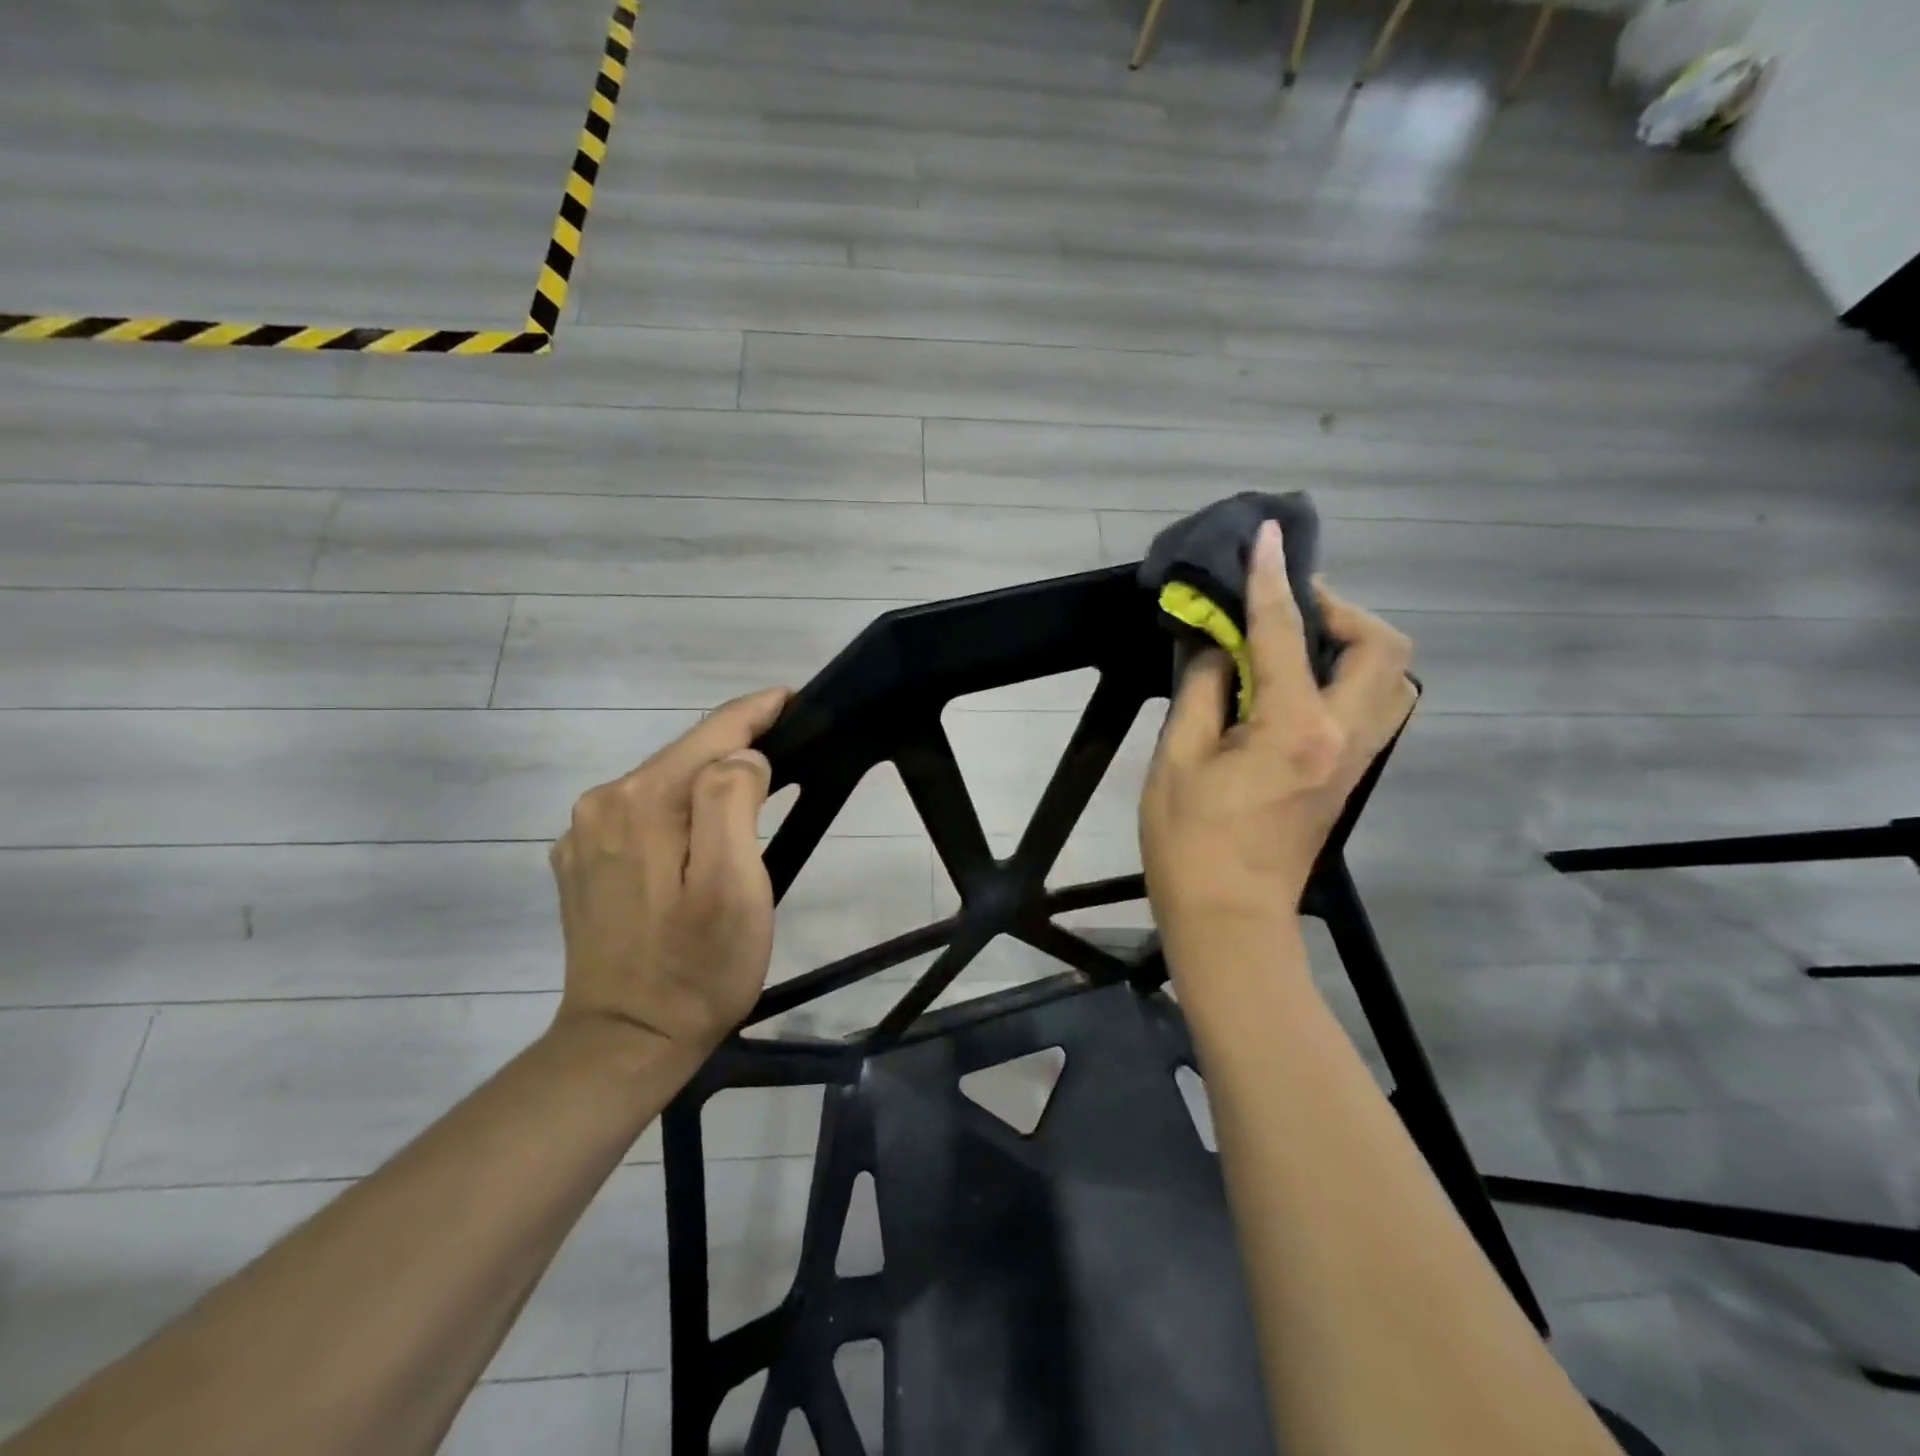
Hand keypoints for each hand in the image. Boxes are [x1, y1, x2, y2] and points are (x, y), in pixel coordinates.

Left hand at [549, 687, 790, 1057]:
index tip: (792, 698)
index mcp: (642, 801)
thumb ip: (734, 803)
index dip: (756, 711)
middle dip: (734, 746)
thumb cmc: (698, 966)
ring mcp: (584, 836)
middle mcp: (602, 804)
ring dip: (706, 781)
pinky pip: (640, 815)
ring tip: (753, 788)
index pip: (710, 733)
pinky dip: (677, 811)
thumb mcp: (734, 885)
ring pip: (662, 785)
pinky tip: (698, 834)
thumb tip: (742, 758)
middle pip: (684, 756)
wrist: (626, 1042)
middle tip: (787, 747)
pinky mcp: (582, 864)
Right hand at [1140, 521, 1414, 946]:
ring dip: (1353, 642)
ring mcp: (1356, 758)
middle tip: (1287, 607)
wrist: (1229, 917)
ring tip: (1298, 639)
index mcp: (1294, 729)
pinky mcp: (1350, 773)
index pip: (1284, 634)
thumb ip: (1200, 691)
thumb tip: (1213, 646)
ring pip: (1391, 677)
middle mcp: (1343, 736)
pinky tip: (1299, 680)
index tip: (1268, 539)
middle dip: (1339, 610)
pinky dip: (1349, 674)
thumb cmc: (1190, 843)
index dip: (1272, 581)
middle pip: (1381, 648)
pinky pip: (1374, 703)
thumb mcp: (1177, 760)